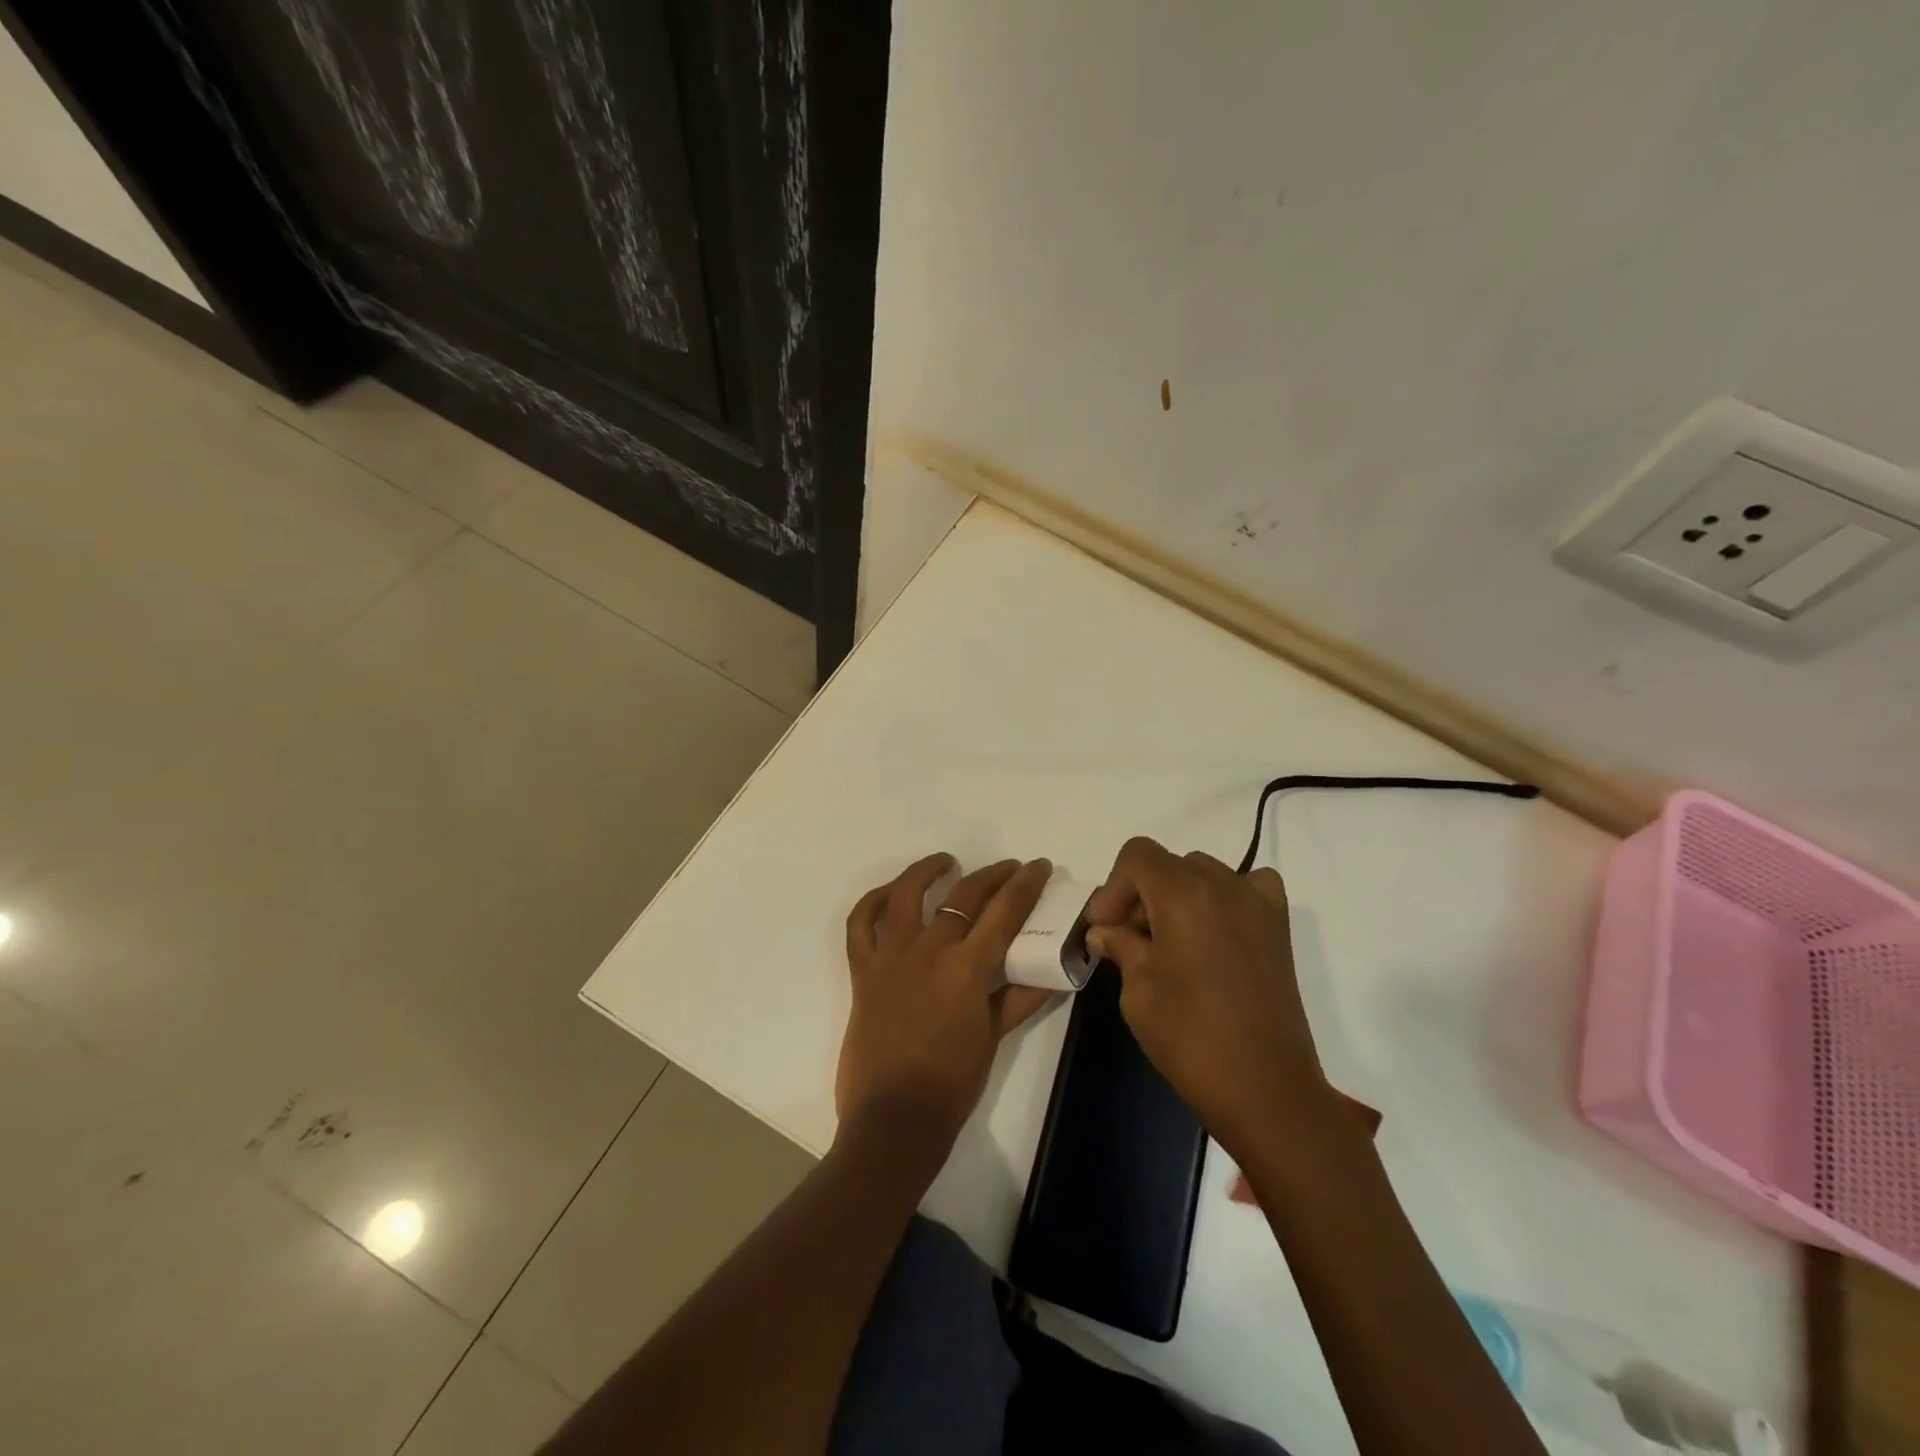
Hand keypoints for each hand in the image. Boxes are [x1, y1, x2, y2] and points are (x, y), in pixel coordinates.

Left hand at [837, 854, 1056, 1151]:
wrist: (894, 1118)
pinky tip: (889, 894)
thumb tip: (1053, 973)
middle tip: (1009, 869)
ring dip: (927, 870)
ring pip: (905, 893)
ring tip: (946, 862)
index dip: (1026, 883)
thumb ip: (1020, 998)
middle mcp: (929, 949)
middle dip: (993, 875)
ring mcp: (891, 956)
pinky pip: (859, 924)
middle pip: (964, 894)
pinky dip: (871, 902)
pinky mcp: (862, 970)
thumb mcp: (993, 1037)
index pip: (1006, 910)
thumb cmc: (951, 1084)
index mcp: (968, 968)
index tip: (1039, 866)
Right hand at [1084, 837, 1344, 1159]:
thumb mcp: (1138, 992)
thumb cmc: (1190, 1039)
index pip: (1138, 855)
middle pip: (1169, 864)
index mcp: (1183, 895)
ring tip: (1170, 940)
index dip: (1114, 887)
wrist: (1266, 1090)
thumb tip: (1105, 931)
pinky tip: (1216, 931)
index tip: (1105, 928)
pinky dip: (1226, 897)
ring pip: (1204, 873)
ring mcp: (1257, 903)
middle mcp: (1223, 885)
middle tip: (1129, 938)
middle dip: (1141, 893)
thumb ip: (1121, 947)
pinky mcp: (1278, 927)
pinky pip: (1248, 887)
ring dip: (1179, 894)